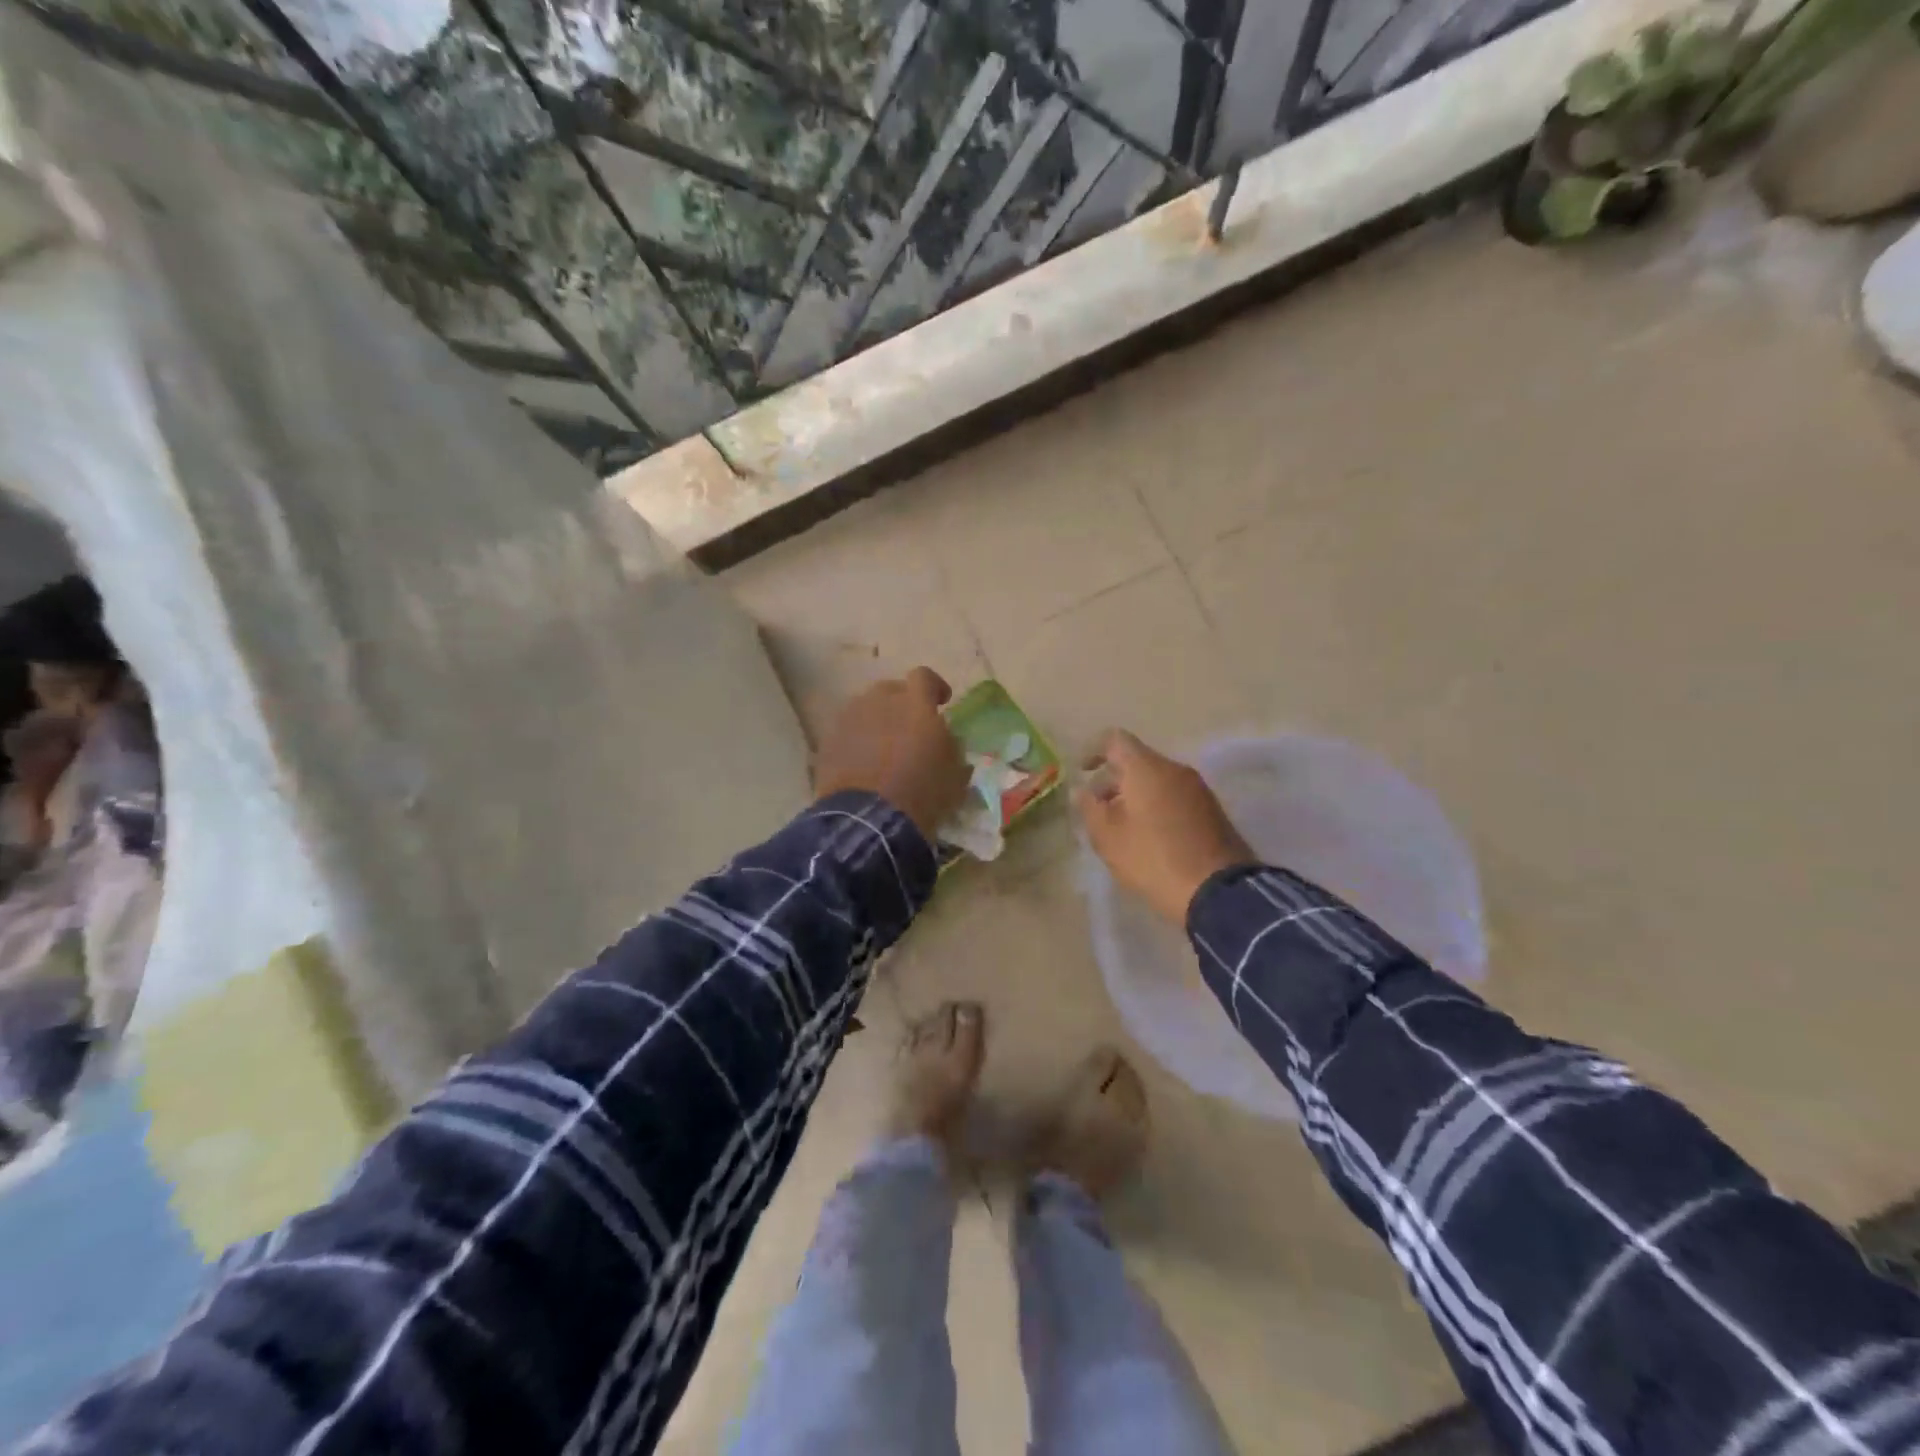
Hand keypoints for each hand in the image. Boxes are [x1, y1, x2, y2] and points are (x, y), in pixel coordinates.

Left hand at [813, 668, 969, 841]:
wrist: (868, 821)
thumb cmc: (921, 795)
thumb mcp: (955, 775)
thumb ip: (952, 748)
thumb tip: (946, 740)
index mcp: (915, 704)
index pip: (924, 677)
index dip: (934, 686)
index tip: (942, 702)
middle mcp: (879, 701)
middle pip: (891, 690)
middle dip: (903, 704)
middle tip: (911, 728)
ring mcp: (849, 719)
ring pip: (866, 709)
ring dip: (878, 721)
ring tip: (884, 747)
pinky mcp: (828, 742)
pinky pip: (847, 732)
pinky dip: (857, 741)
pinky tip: (863, 764)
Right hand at [1076, 729, 1256, 923]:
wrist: (1218, 891)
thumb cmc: (1153, 859)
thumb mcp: (1109, 838)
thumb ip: (1090, 808)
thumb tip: (1082, 791)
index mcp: (1147, 768)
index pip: (1115, 740)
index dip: (1093, 751)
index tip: (1081, 773)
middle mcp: (1175, 769)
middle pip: (1137, 761)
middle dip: (1112, 780)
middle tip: (1097, 810)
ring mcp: (1198, 789)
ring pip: (1157, 779)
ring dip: (1134, 795)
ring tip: (1121, 828)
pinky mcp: (1212, 810)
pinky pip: (1174, 796)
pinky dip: (1155, 806)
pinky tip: (1148, 837)